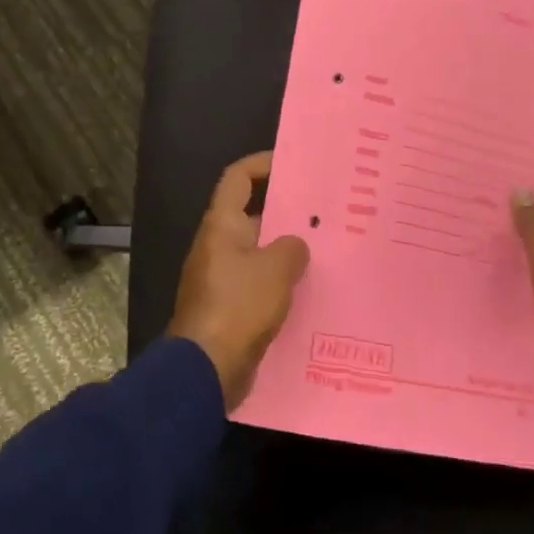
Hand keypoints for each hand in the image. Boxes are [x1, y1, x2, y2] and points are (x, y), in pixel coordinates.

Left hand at [170, 151, 310, 409]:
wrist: (207, 369)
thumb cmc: (239, 307)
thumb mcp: (276, 270)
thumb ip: (292, 248)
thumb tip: (295, 245)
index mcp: (222, 226)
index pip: (238, 179)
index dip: (262, 165)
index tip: (293, 164)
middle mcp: (218, 246)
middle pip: (252, 215)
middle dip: (286, 211)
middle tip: (325, 211)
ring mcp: (222, 278)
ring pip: (259, 252)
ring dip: (287, 250)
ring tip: (327, 249)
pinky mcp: (230, 308)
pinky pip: (259, 283)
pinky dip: (281, 281)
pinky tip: (312, 289)